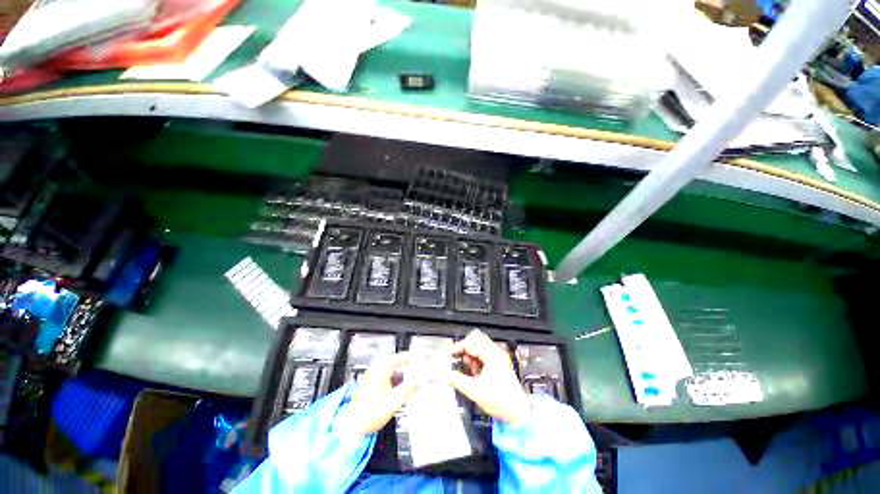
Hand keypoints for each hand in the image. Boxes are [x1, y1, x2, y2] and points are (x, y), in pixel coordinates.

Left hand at [343, 352, 417, 435]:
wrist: (351, 427)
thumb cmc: (372, 411)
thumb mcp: (395, 400)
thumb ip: (410, 387)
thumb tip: (422, 378)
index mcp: (383, 366)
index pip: (403, 356)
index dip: (415, 358)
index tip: (426, 360)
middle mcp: (378, 368)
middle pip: (399, 363)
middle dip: (411, 368)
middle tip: (423, 373)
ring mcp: (374, 376)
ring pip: (394, 372)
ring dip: (405, 376)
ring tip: (416, 382)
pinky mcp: (372, 385)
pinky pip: (389, 378)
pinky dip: (397, 382)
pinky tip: (404, 391)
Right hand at [447, 330, 532, 424]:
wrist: (518, 412)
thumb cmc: (498, 400)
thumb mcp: (474, 390)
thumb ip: (458, 380)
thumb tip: (447, 375)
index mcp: (492, 354)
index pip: (471, 342)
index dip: (458, 347)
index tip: (449, 354)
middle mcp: (496, 351)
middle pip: (476, 340)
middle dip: (465, 348)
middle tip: (458, 359)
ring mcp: (499, 357)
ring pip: (480, 347)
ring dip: (471, 355)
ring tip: (468, 368)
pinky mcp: (500, 363)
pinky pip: (485, 354)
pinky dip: (477, 359)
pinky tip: (475, 372)